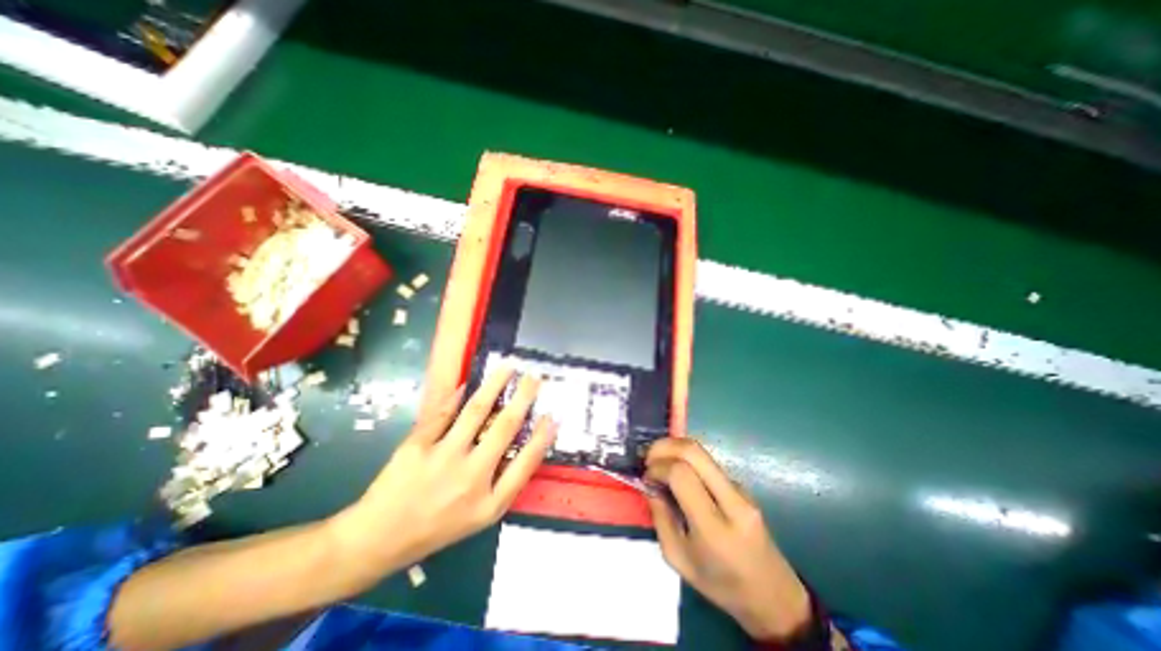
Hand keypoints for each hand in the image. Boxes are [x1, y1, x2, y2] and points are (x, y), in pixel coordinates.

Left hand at [322, 369, 554, 586]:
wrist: (378, 539)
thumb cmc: (437, 528)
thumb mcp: (478, 517)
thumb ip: (504, 484)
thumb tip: (525, 445)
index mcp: (489, 503)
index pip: (526, 463)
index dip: (543, 437)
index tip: (553, 415)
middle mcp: (471, 478)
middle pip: (505, 427)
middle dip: (523, 397)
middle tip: (534, 377)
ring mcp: (443, 459)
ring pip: (476, 411)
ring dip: (495, 384)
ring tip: (508, 367)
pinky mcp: (417, 445)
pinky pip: (443, 412)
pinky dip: (458, 395)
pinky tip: (469, 383)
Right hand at [650, 438, 809, 641]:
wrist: (774, 595)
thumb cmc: (722, 585)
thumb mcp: (679, 560)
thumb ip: (660, 519)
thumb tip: (649, 485)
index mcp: (715, 528)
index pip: (682, 475)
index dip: (658, 467)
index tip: (646, 476)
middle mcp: (732, 501)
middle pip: (694, 451)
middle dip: (664, 446)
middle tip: (648, 457)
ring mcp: (741, 489)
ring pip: (702, 452)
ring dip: (674, 449)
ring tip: (658, 462)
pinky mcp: (742, 485)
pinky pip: (708, 462)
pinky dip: (686, 459)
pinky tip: (676, 471)